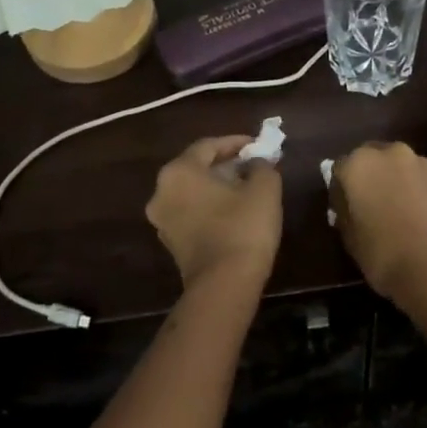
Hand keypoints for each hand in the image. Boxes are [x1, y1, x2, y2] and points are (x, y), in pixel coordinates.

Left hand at [147, 135, 282, 289]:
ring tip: (246, 188)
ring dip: (217, 186)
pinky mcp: (171, 243)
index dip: (236, 143)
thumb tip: (257, 162)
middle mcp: (161, 192)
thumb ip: (262, 166)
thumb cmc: (243, 227)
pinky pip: (191, 213)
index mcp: (179, 172)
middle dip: (225, 164)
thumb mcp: (264, 188)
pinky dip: (210, 207)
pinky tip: (233, 212)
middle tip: (252, 165)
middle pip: (196, 168)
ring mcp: (162, 220)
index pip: (208, 146)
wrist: (224, 285)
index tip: (258, 145)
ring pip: (192, 192)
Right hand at [331, 142, 426, 301]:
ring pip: (399, 166)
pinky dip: (416, 191)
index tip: (344, 210)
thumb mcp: (349, 237)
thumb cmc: (382, 253)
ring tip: (397, 210)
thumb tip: (349, 205)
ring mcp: (420, 163)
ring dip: (394, 180)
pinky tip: (418, 215)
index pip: (340, 169)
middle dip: (369, 177)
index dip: (340, 190)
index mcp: (358, 164)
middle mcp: (389, 153)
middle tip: (370, 205)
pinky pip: (420, 180)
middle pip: (372, 159)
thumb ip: (345, 211)